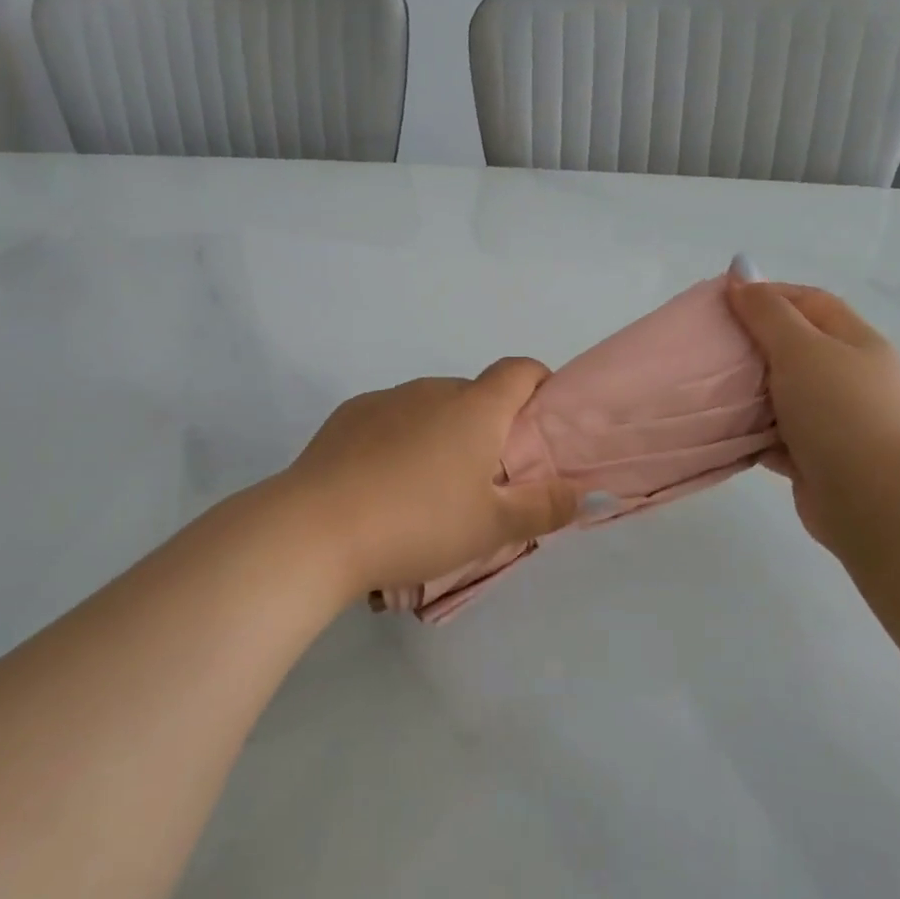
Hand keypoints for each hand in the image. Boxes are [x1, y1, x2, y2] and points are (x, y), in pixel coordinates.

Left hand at [280, 358, 577, 598]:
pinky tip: (383, 484)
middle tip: (485, 481)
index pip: (520, 370)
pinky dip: (401, 439)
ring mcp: (386, 399)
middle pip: (475, 395)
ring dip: (442, 434)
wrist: (315, 529)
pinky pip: (391, 419)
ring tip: (428, 491)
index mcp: (474, 408)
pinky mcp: (348, 415)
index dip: (539, 387)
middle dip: (489, 427)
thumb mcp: (492, 527)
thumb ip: (544, 506)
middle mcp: (432, 390)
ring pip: (431, 408)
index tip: (540, 425)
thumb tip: (584, 490)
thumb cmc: (418, 524)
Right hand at [725, 273, 899, 551]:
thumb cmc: (840, 410)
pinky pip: (776, 437)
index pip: (811, 302)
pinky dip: (752, 434)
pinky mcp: (818, 460)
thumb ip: (767, 312)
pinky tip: (721, 431)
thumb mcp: (800, 348)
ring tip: (706, 388)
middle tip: (709, 346)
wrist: (877, 501)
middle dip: (753, 345)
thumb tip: (741, 269)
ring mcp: (837, 422)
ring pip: (782, 396)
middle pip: (795, 348)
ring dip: (749, 393)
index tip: (722, 302)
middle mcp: (850, 378)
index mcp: (856, 343)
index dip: (768, 295)